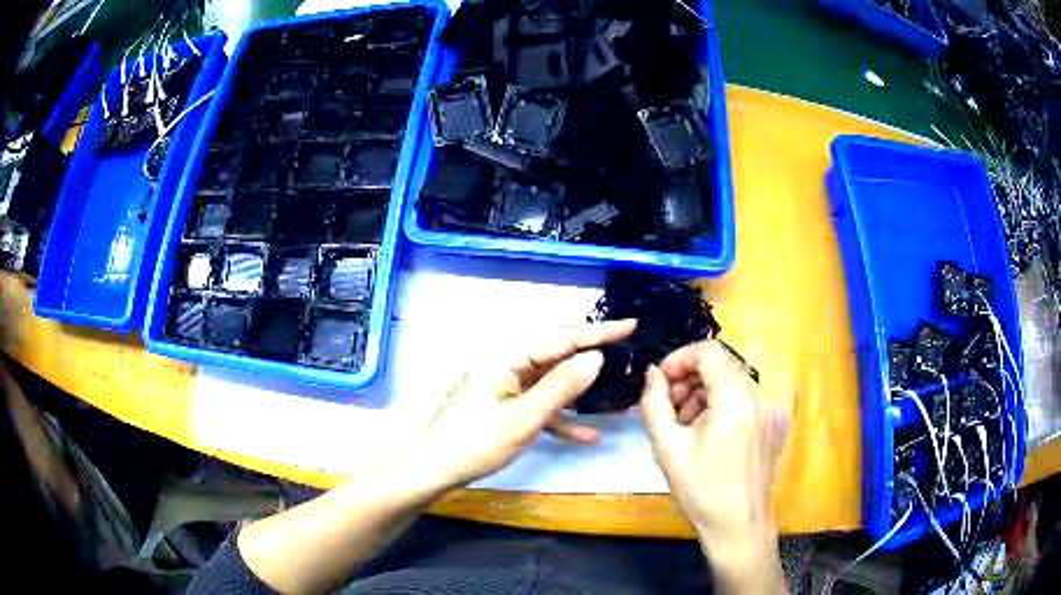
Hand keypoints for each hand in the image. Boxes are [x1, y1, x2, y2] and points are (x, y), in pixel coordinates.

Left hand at [410, 320, 636, 491]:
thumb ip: (561, 387)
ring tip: (616, 392)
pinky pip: (539, 403)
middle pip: (557, 356)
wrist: (435, 468)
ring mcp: (505, 382)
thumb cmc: (476, 443)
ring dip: (580, 392)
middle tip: (629, 355)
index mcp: (507, 355)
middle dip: (592, 359)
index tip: (631, 324)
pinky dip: (560, 416)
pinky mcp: (505, 402)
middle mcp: (506, 361)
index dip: (599, 332)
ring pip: (551, 380)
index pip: (561, 338)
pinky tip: (589, 436)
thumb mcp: (524, 418)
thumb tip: (596, 358)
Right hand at [640, 339, 788, 593]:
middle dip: (689, 379)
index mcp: (736, 398)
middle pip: (721, 366)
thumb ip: (655, 403)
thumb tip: (651, 374)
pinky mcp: (772, 426)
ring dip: (703, 394)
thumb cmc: (701, 490)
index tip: (660, 382)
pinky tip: (706, 435)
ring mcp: (769, 411)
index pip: (708, 351)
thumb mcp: (668, 448)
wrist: (738, 526)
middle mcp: (759, 397)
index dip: (679, 359)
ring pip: (732, 383)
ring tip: (683, 426)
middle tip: (667, 408)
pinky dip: (721, 407)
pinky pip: (744, 401)